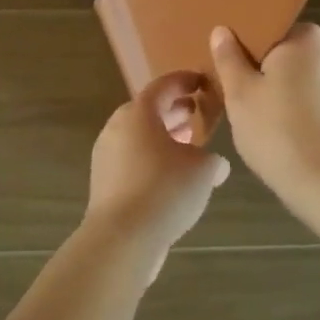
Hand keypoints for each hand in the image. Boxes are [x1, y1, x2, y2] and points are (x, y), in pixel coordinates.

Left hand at [82, 71, 230, 278]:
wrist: (122, 237)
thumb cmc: (165, 190)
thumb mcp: (203, 169)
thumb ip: (213, 159)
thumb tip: (215, 164)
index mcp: (139, 113)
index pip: (163, 86)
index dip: (184, 82)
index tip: (202, 83)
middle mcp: (117, 128)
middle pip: (147, 111)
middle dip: (172, 111)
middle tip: (195, 114)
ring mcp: (106, 155)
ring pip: (138, 137)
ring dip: (162, 137)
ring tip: (187, 145)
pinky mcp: (104, 182)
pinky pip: (131, 159)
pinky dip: (151, 158)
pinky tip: (171, 177)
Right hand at [209, 23, 319, 212]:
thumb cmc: (280, 133)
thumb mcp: (241, 95)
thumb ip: (229, 59)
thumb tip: (222, 30)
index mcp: (307, 37)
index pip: (267, 28)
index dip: (242, 47)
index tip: (225, 69)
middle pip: (284, 54)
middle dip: (260, 72)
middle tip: (233, 97)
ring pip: (299, 79)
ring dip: (278, 94)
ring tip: (255, 122)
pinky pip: (314, 101)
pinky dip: (297, 112)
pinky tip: (281, 136)